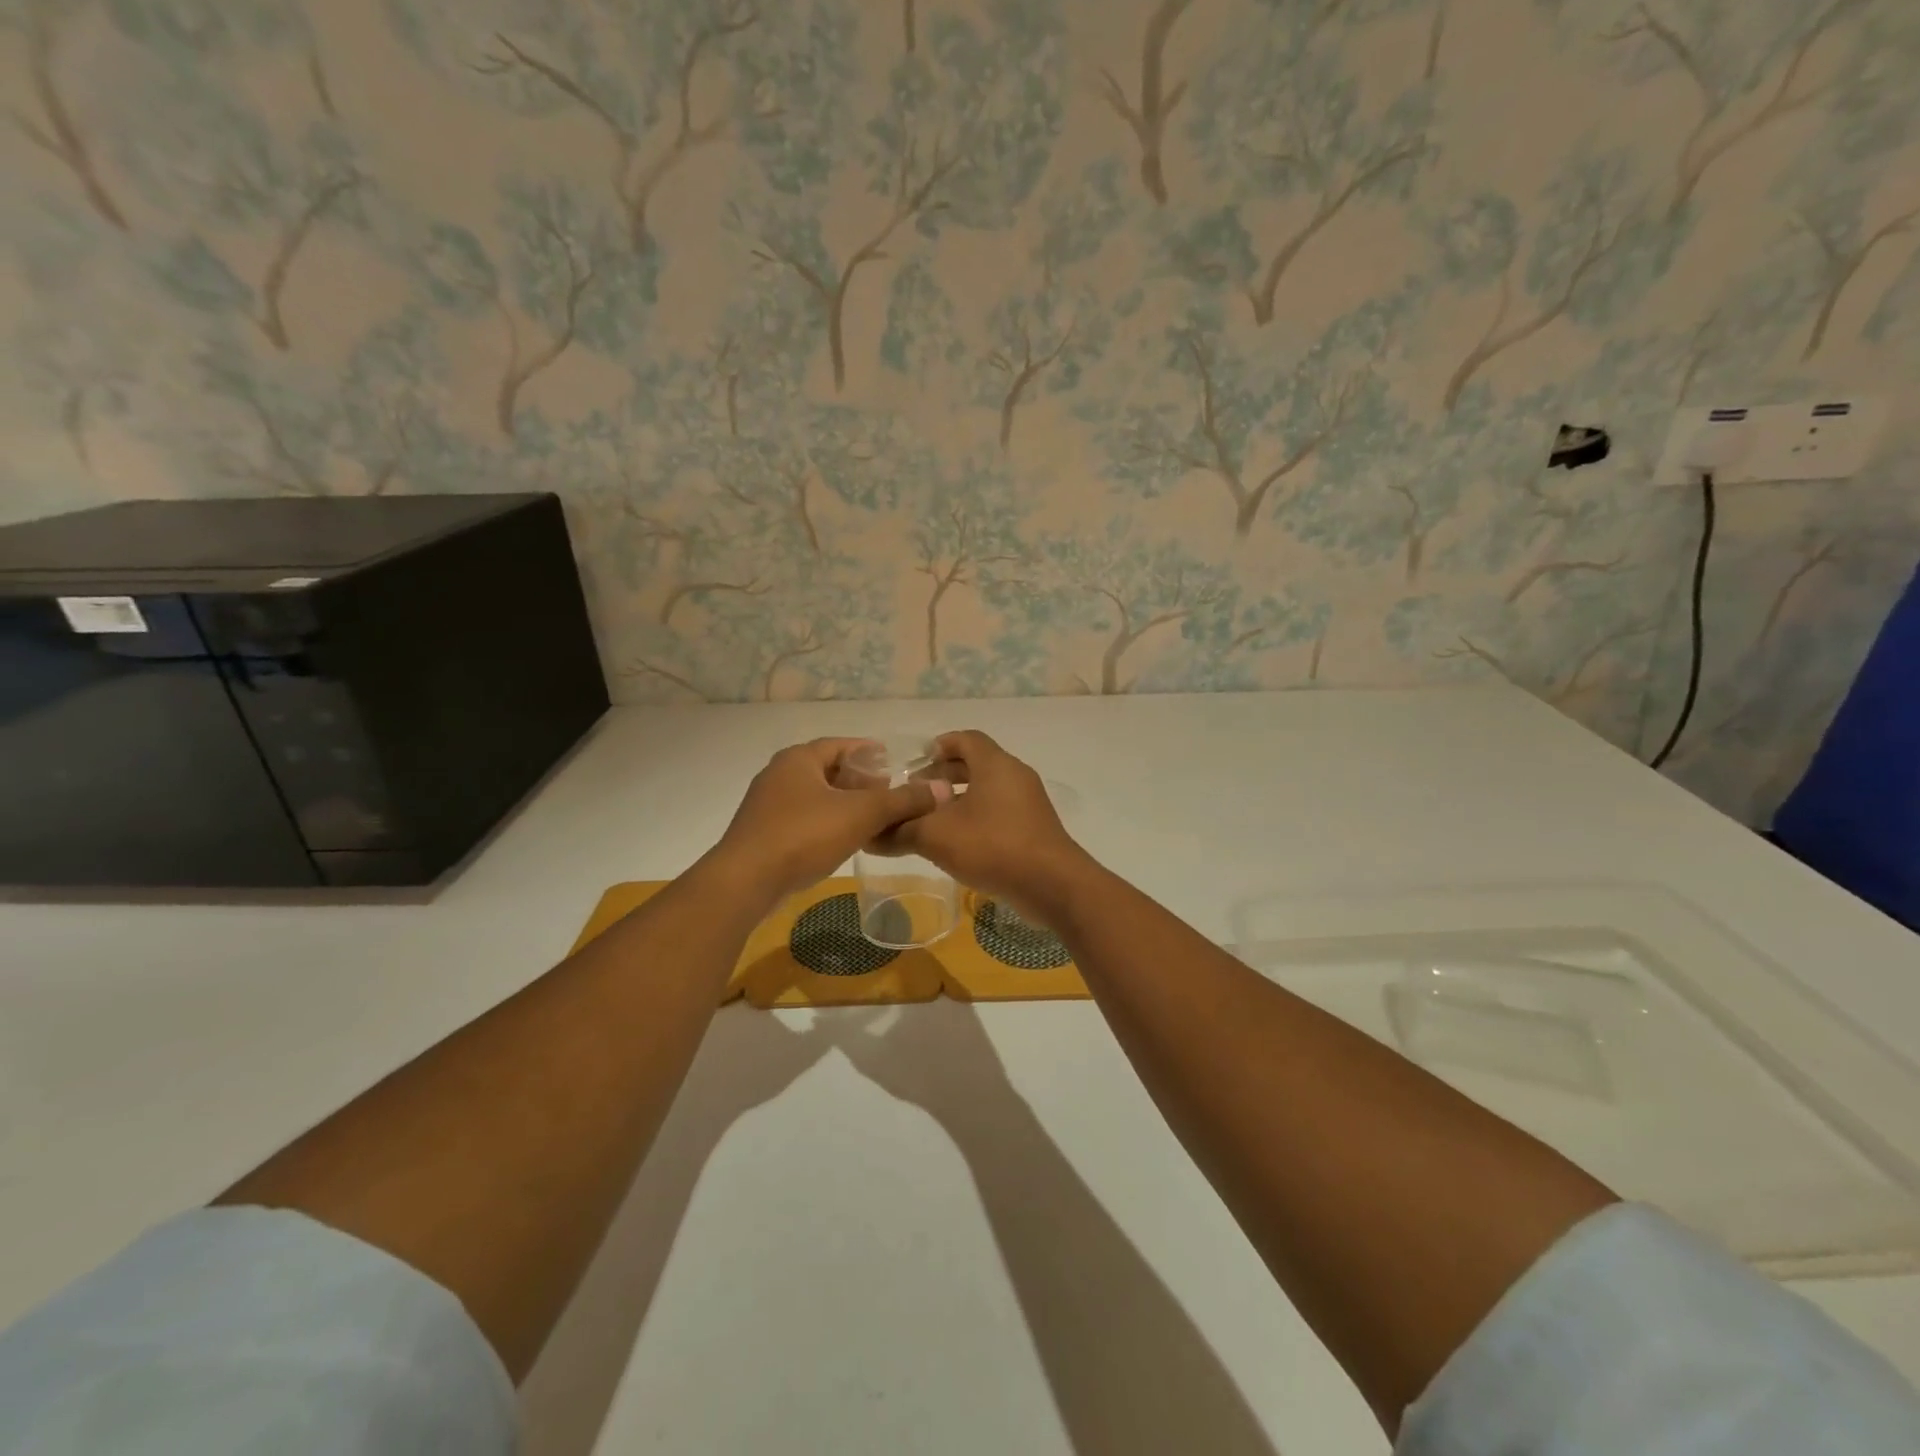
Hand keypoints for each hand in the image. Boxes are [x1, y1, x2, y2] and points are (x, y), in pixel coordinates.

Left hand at [711, 738, 949, 904]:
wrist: (746, 881)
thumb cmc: (803, 835)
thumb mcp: (861, 814)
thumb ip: (902, 800)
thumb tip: (942, 789)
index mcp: (798, 759)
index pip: (840, 744)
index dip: (868, 751)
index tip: (892, 761)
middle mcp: (779, 775)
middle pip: (827, 770)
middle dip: (858, 779)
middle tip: (888, 792)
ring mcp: (767, 806)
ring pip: (815, 796)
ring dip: (843, 803)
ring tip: (872, 817)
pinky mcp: (763, 834)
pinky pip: (803, 819)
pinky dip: (826, 822)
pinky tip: (844, 839)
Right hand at [880, 730, 1092, 914]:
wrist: (1053, 885)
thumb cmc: (993, 846)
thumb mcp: (936, 837)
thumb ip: (901, 831)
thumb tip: (870, 835)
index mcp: (995, 764)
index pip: (965, 739)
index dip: (939, 746)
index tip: (915, 763)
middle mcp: (1015, 775)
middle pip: (976, 764)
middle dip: (945, 776)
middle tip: (917, 794)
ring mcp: (1029, 803)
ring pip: (988, 790)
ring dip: (960, 801)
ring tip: (932, 821)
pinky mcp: (1035, 828)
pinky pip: (1000, 813)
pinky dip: (977, 819)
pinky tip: (958, 844)